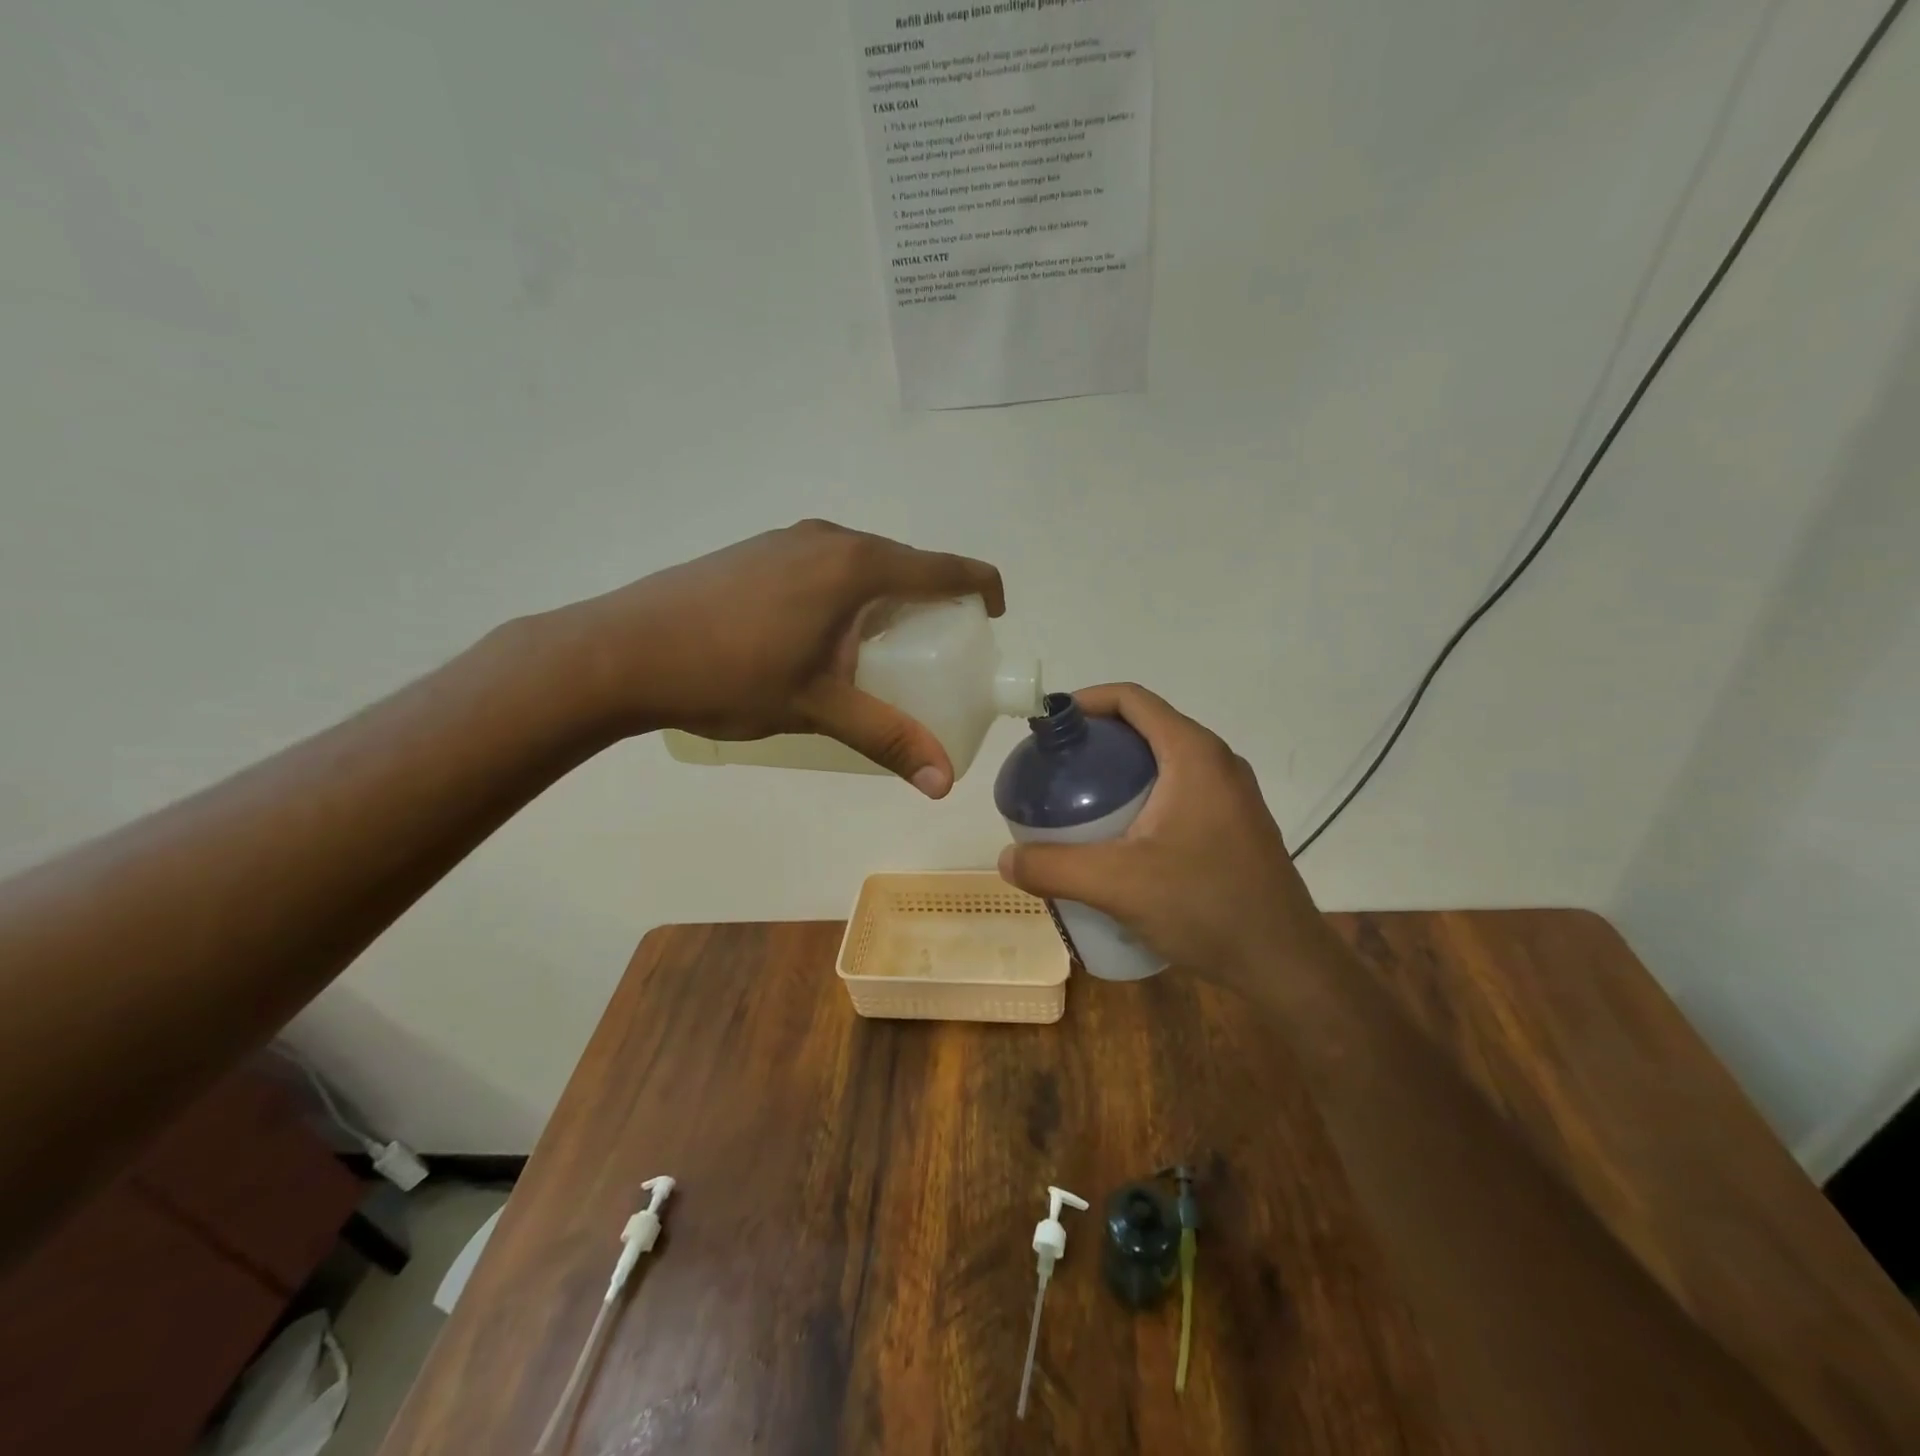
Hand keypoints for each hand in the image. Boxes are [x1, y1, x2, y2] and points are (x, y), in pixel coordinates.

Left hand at [551, 520, 1002, 795]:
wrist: (621, 652)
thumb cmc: (729, 674)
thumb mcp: (818, 708)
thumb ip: (886, 738)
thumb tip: (942, 783)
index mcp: (856, 565)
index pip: (945, 568)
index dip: (981, 589)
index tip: (992, 620)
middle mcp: (829, 538)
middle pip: (906, 565)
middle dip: (932, 606)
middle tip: (934, 657)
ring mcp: (787, 540)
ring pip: (862, 566)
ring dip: (885, 601)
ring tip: (880, 654)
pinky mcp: (757, 552)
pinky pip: (826, 567)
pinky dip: (846, 596)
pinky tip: (822, 640)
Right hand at [996, 683, 1329, 981]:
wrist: (1285, 962)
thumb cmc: (1206, 906)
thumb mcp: (1118, 885)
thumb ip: (1054, 867)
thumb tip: (1006, 859)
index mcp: (1193, 755)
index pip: (1132, 699)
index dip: (1085, 701)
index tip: (1048, 727)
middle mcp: (1218, 762)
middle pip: (1145, 728)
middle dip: (1096, 742)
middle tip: (1055, 772)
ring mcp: (1232, 794)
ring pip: (1163, 762)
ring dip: (1120, 772)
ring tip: (1080, 805)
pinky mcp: (1235, 823)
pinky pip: (1180, 790)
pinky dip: (1143, 796)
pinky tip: (1120, 839)